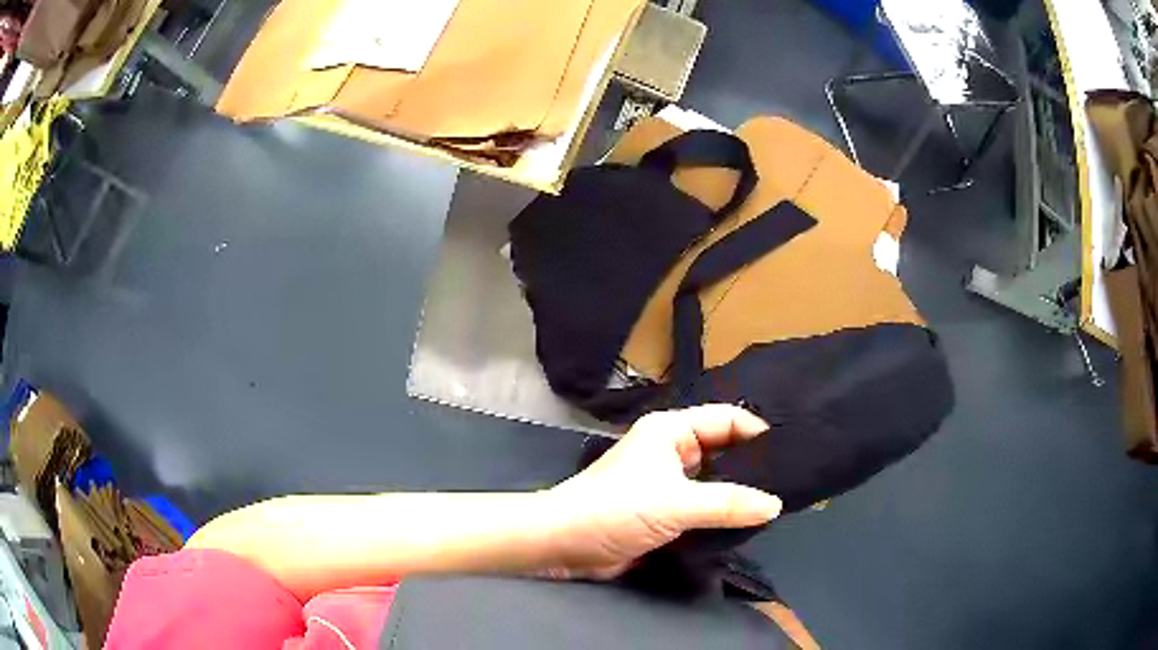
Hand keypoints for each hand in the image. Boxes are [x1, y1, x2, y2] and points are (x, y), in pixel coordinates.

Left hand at [541, 405, 781, 579]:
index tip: (791, 451)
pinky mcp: (665, 512)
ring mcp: (668, 483)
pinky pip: (703, 507)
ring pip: (715, 482)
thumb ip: (728, 504)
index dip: (757, 432)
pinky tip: (749, 523)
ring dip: (739, 493)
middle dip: (753, 466)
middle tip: (793, 479)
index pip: (726, 419)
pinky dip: (723, 514)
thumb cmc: (616, 510)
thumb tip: (775, 504)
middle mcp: (672, 452)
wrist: (566, 544)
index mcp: (671, 431)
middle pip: (723, 451)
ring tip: (779, 502)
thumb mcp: (676, 503)